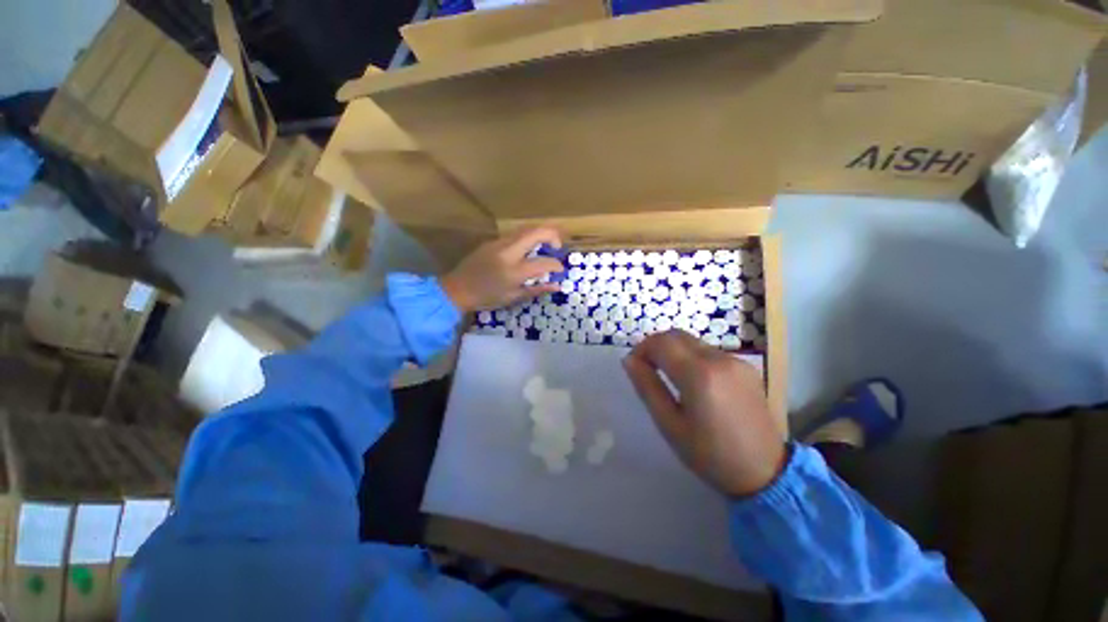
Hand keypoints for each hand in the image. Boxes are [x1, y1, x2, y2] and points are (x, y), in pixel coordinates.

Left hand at [440, 226, 564, 311]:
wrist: (457, 289)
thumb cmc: (486, 298)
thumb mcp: (513, 297)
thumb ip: (536, 289)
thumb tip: (557, 286)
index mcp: (514, 272)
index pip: (543, 263)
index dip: (556, 265)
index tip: (560, 269)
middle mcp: (508, 252)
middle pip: (535, 232)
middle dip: (552, 234)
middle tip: (557, 246)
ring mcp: (499, 243)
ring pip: (525, 229)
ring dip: (540, 232)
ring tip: (547, 243)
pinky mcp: (492, 241)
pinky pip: (515, 234)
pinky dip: (527, 237)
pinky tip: (528, 247)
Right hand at [622, 330, 785, 497]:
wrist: (766, 473)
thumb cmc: (710, 455)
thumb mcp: (669, 424)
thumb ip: (647, 387)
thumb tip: (629, 360)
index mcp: (699, 374)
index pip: (660, 342)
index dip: (641, 349)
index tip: (634, 366)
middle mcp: (719, 359)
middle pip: (676, 335)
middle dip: (655, 345)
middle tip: (646, 368)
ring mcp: (736, 361)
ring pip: (692, 341)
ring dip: (673, 350)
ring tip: (667, 374)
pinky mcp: (746, 367)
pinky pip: (709, 351)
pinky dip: (691, 356)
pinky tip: (692, 380)